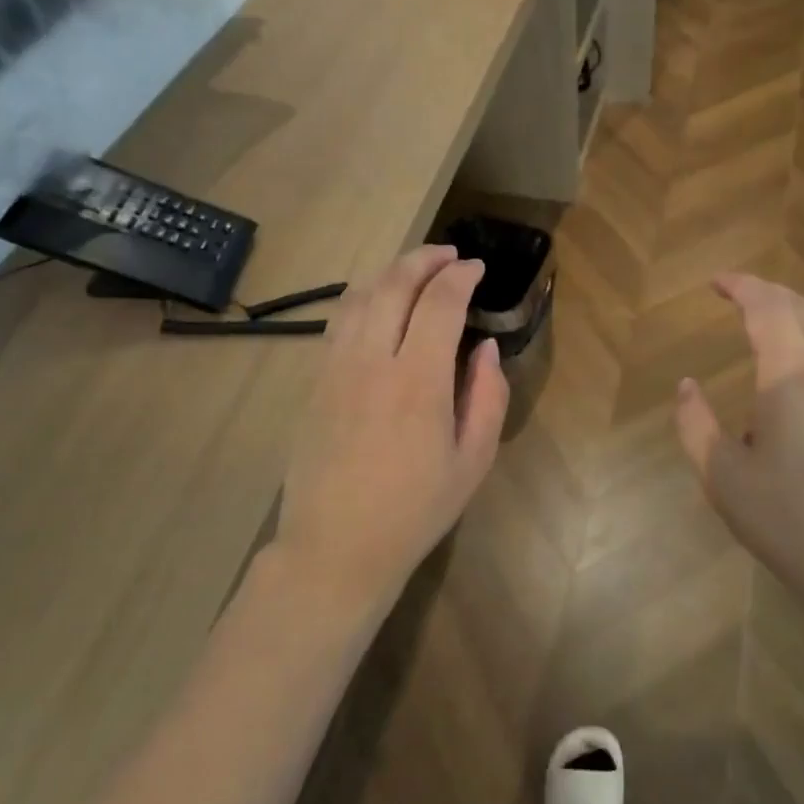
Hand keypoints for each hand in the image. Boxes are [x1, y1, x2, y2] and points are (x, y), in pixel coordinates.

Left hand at [274, 245, 509, 608]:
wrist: (335, 547)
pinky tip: (378, 303)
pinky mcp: (315, 381)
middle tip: (449, 255)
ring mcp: (335, 368)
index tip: (476, 268)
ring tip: (416, 269)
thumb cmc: (415, 510)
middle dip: (425, 259)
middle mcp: (372, 361)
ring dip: (391, 271)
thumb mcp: (473, 461)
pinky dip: (364, 297)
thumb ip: (488, 396)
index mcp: (418, 381)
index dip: (460, 276)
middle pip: (395, 284)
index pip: (439, 302)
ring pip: (360, 295)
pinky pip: (338, 321)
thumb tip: (485, 348)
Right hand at [674, 273, 803, 610]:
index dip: (742, 286)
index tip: (717, 282)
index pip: (768, 307)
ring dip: (795, 316)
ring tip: (769, 323)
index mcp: (792, 376)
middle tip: (738, 293)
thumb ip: (697, 426)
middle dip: (768, 293)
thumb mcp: (724, 480)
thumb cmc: (795, 525)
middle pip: (803, 310)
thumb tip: (687, 385)